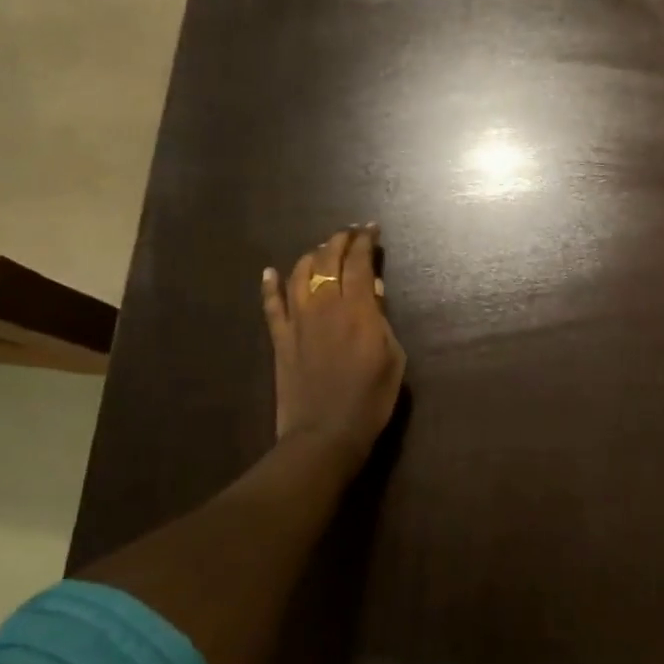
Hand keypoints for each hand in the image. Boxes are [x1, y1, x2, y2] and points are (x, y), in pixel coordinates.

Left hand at [262, 225, 406, 470]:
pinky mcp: (280, 339)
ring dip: (311, 256)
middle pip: (327, 260)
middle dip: (340, 241)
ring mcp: (298, 321)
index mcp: (357, 309)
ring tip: (321, 251)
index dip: (365, 242)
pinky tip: (270, 272)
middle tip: (351, 234)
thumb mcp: (393, 357)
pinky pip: (271, 305)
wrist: (325, 434)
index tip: (372, 230)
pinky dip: (270, 285)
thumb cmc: (370, 399)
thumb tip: (373, 292)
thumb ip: (381, 320)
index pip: (359, 263)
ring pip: (299, 274)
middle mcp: (324, 306)